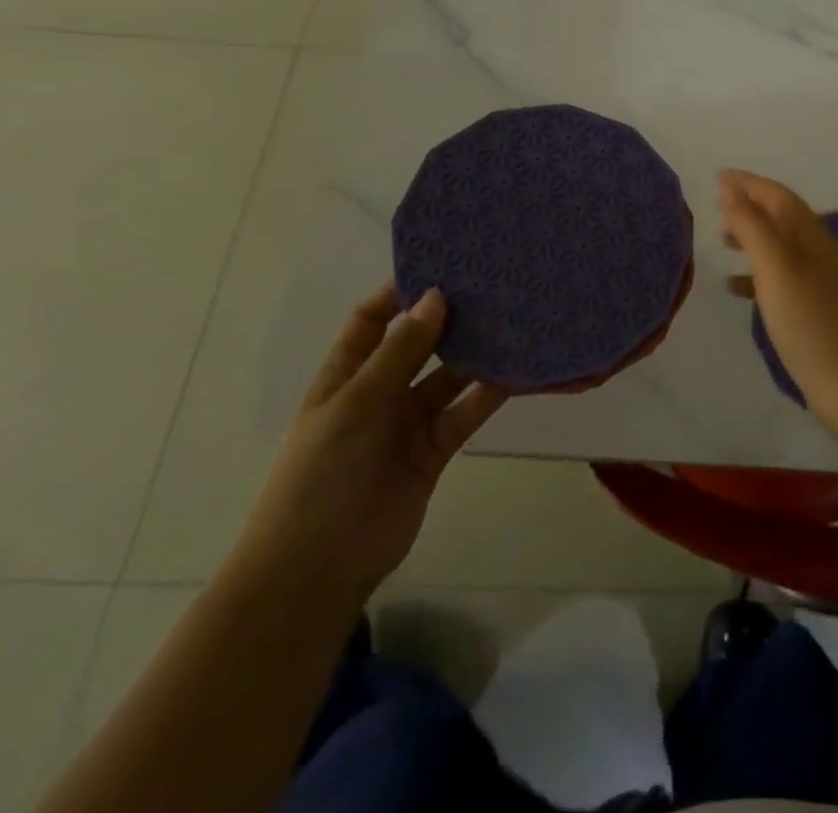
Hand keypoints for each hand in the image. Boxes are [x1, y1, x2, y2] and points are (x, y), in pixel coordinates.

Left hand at [229, 284, 506, 607]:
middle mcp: (380, 391)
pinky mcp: (437, 448)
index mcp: (346, 374)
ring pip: (451, 376)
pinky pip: (468, 411)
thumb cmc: (319, 478)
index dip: (401, 292)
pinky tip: (521, 370)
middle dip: (451, 318)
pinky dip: (492, 392)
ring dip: (478, 353)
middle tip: (495, 285)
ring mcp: (409, 421)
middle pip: (420, 343)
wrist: (315, 573)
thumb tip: (436, 297)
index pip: (372, 320)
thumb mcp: (353, 406)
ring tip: (518, 319)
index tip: (443, 264)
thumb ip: (399, 353)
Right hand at [719, 170, 837, 440]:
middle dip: (750, 206)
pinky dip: (757, 274)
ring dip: (752, 238)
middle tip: (715, 206)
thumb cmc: (814, 326)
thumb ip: (753, 227)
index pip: (777, 196)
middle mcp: (819, 253)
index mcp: (811, 237)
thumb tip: (731, 186)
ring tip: (721, 241)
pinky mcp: (817, 313)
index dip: (748, 183)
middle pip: (781, 217)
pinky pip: (781, 279)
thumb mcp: (777, 270)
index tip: (718, 175)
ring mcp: (821, 284)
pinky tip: (737, 289)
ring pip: (781, 247)